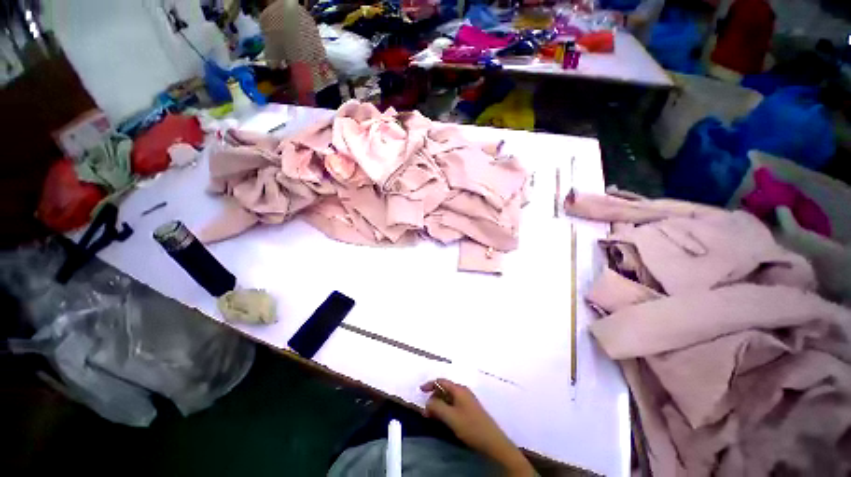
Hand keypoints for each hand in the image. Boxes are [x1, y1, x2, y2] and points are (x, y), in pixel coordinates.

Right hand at [420, 379, 534, 475]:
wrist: (492, 441)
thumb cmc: (470, 426)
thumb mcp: (451, 417)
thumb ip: (437, 406)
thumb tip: (428, 400)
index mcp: (459, 389)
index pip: (441, 381)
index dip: (430, 384)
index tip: (420, 391)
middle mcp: (463, 391)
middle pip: (444, 389)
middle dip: (434, 397)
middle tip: (425, 411)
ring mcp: (467, 400)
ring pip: (449, 398)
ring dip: (439, 405)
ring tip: (432, 417)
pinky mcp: (469, 410)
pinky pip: (453, 405)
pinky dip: (445, 409)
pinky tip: (443, 419)